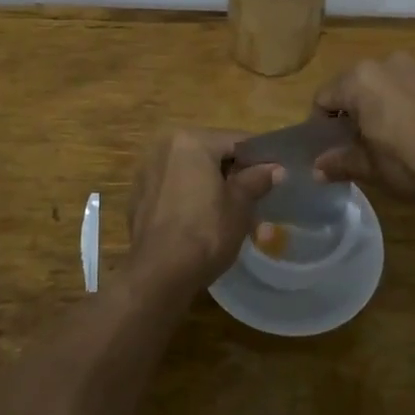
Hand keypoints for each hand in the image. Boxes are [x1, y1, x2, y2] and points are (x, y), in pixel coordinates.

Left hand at [127, 129, 282, 286]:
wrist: (159, 274)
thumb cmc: (205, 232)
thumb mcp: (240, 206)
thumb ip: (256, 180)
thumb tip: (276, 168)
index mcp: (191, 141)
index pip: (235, 141)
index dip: (259, 159)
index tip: (275, 177)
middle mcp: (164, 147)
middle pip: (211, 154)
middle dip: (233, 175)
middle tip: (255, 199)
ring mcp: (147, 172)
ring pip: (191, 172)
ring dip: (211, 187)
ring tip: (231, 214)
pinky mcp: (138, 197)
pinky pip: (173, 189)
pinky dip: (189, 198)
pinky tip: (201, 222)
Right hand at [311, 54, 414, 205]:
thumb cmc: (411, 165)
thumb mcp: (369, 168)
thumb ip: (339, 162)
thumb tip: (317, 169)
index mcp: (360, 80)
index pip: (324, 97)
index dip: (321, 124)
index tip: (331, 146)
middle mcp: (386, 63)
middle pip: (354, 85)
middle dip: (352, 110)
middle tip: (359, 142)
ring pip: (384, 84)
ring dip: (380, 104)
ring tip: (391, 136)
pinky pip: (412, 87)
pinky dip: (406, 103)